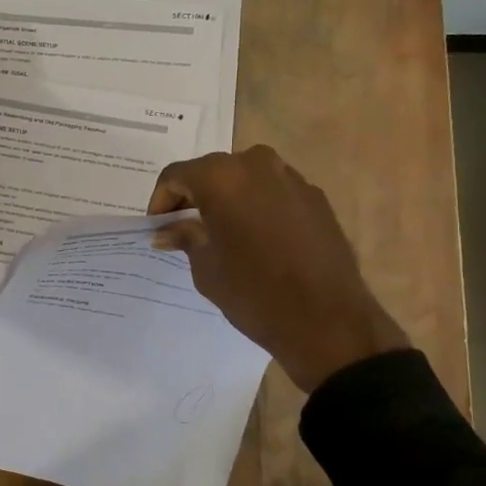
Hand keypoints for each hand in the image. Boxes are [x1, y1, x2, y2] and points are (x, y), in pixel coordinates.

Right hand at [148, 146, 408, 391]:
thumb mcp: (206, 267)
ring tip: (222, 232)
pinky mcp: (316, 197)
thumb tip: (168, 231)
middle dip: (195, 195)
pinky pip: (274, 192)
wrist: (327, 320)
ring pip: (246, 178)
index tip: (158, 226)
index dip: (161, 199)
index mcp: (221, 177)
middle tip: (185, 227)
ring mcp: (291, 178)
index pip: (177, 175)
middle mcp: (256, 165)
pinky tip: (257, 238)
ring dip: (229, 198)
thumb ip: (186, 238)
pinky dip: (258, 206)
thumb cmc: (254, 292)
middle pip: (212, 171)